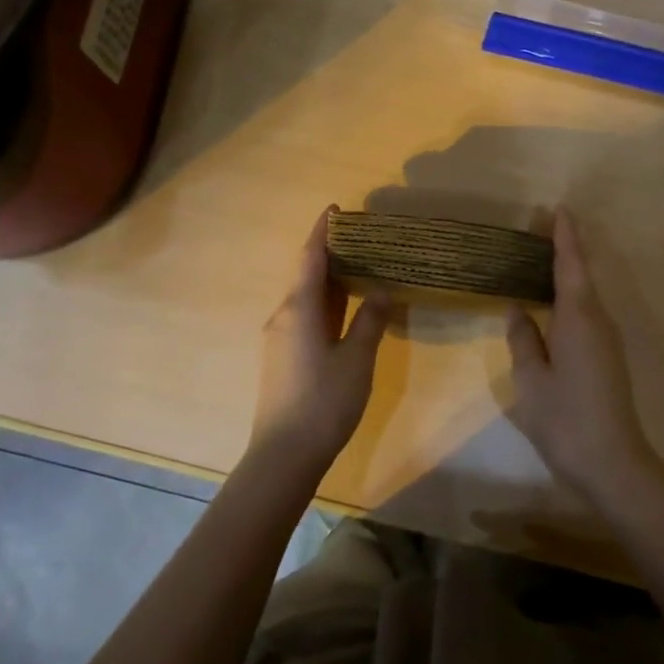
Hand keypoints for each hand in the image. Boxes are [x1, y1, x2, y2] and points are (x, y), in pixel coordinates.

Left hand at [254, 207, 391, 468]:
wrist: (284, 455)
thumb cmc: (324, 402)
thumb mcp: (357, 359)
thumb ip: (370, 321)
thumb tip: (383, 290)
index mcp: (299, 309)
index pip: (310, 257)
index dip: (323, 231)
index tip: (336, 209)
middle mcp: (284, 316)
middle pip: (306, 274)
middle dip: (329, 253)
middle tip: (361, 239)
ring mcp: (280, 338)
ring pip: (306, 297)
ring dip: (328, 280)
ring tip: (359, 268)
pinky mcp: (282, 358)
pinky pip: (304, 316)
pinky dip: (325, 303)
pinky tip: (345, 310)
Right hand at [505, 209, 657, 502]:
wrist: (614, 463)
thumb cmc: (566, 419)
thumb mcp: (532, 379)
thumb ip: (524, 339)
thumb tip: (518, 309)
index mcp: (578, 317)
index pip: (571, 265)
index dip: (565, 236)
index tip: (558, 208)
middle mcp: (598, 320)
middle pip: (581, 274)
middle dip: (563, 250)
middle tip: (536, 230)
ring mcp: (607, 340)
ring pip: (584, 295)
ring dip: (566, 274)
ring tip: (537, 261)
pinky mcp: (608, 357)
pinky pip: (586, 314)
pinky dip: (569, 298)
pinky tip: (550, 305)